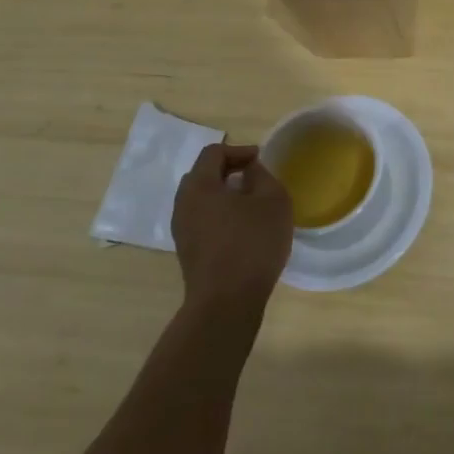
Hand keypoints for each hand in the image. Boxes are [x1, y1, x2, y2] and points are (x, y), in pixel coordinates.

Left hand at [171, 144, 293, 319]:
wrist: (226, 302)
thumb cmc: (252, 243)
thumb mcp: (272, 200)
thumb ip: (262, 176)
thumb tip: (249, 171)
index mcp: (199, 186)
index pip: (213, 153)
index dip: (238, 150)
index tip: (260, 161)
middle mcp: (183, 204)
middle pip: (202, 175)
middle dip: (228, 170)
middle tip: (254, 177)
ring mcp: (182, 230)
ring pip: (201, 199)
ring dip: (224, 194)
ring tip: (250, 203)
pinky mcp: (187, 251)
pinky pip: (202, 220)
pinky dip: (219, 214)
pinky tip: (241, 228)